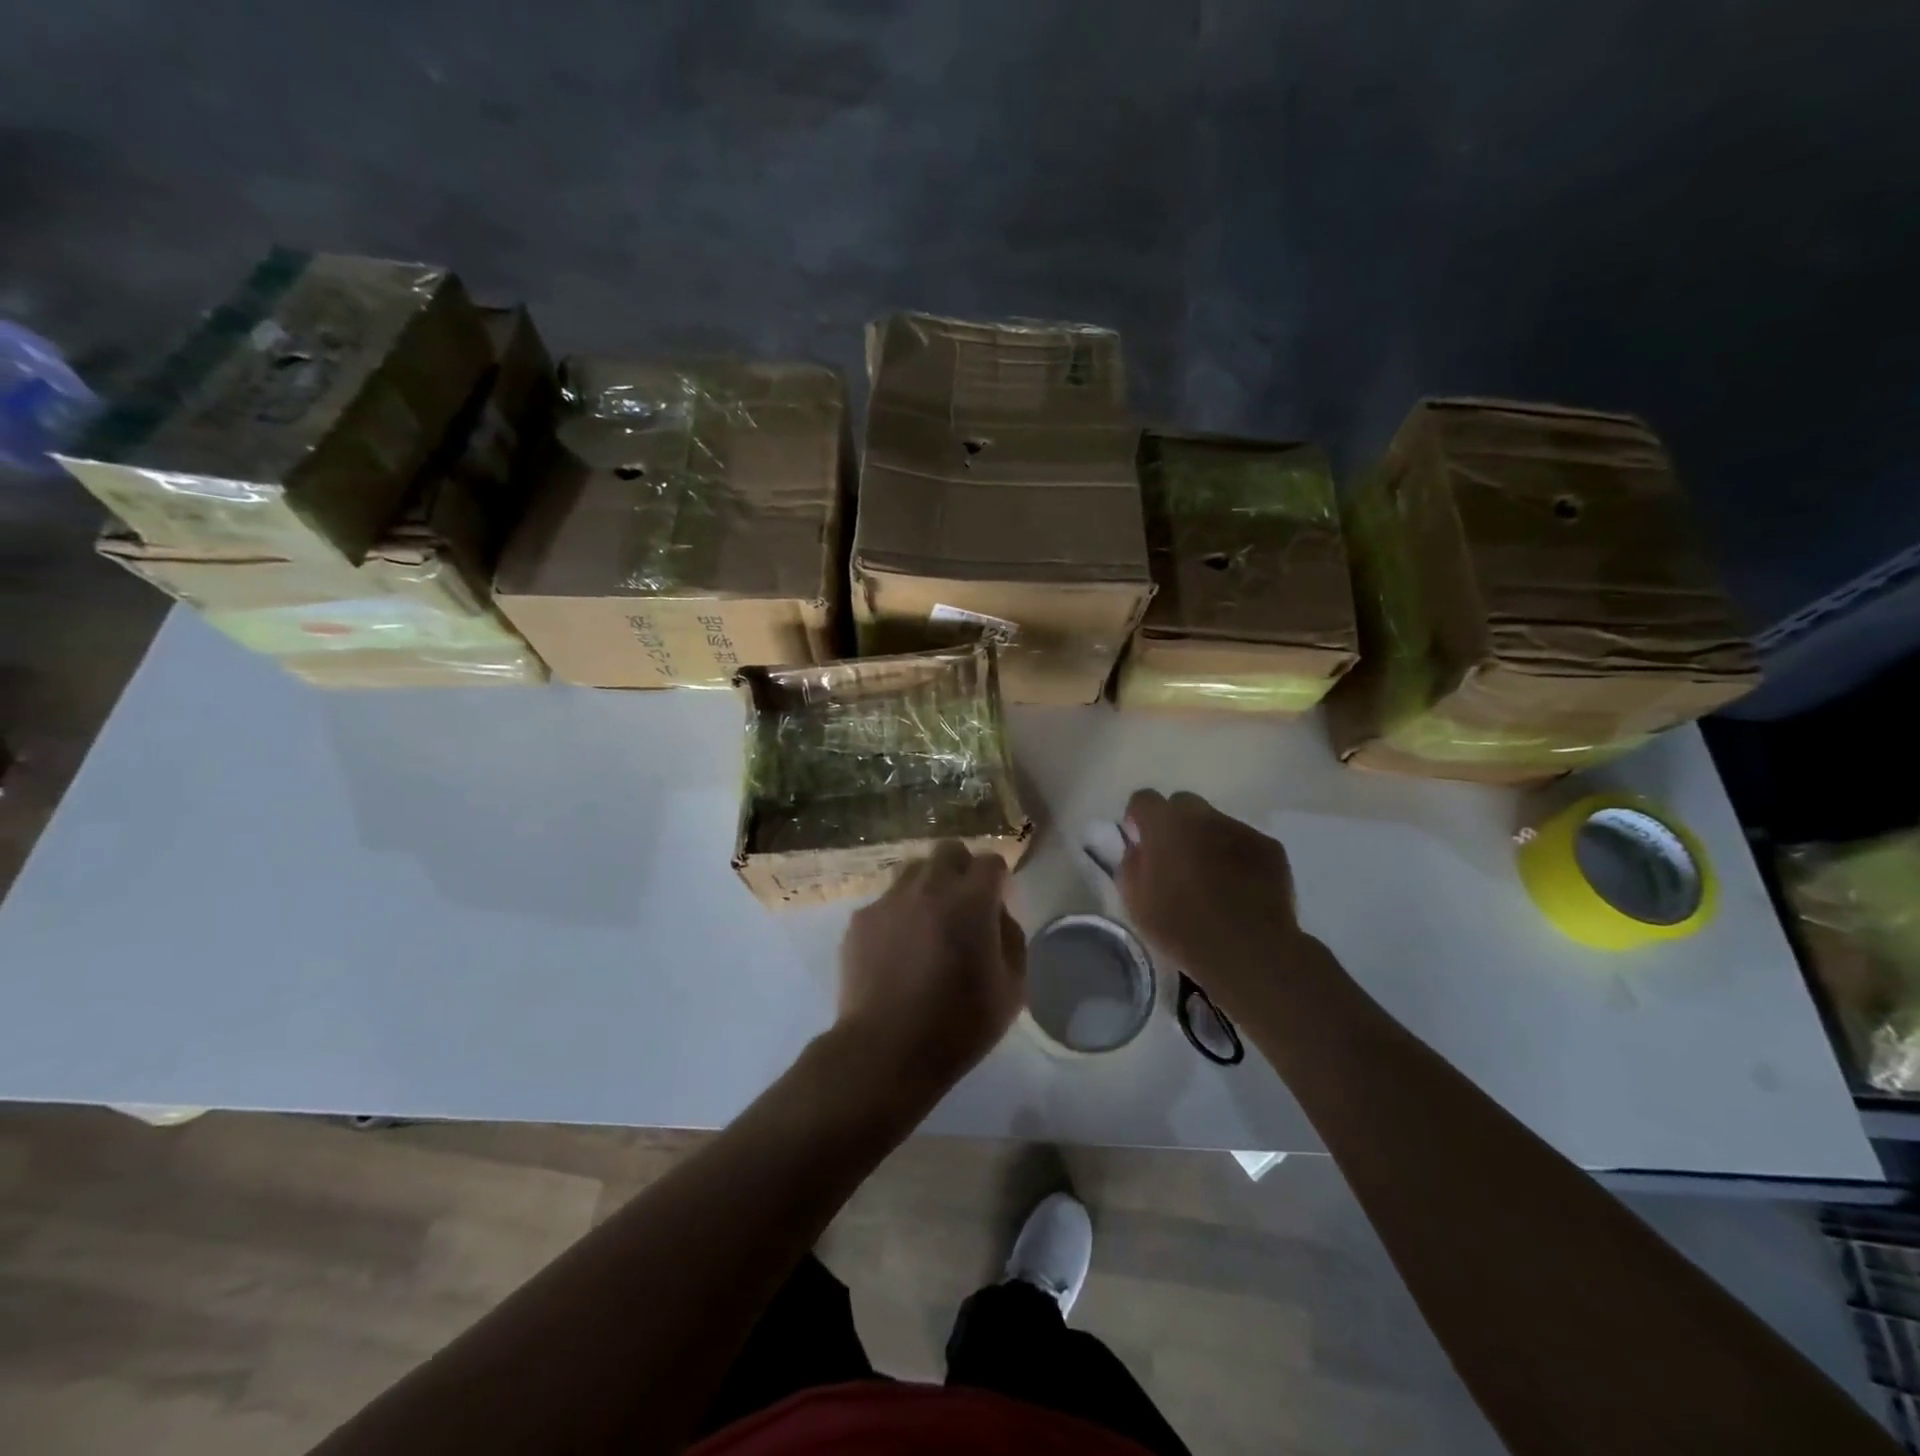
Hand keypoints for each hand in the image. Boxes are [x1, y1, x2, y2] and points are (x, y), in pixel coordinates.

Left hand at [836, 842, 1025, 1093]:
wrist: (885, 1049)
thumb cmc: (959, 1023)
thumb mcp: (1012, 989)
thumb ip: (1012, 939)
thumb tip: (997, 917)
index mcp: (972, 899)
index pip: (991, 861)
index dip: (998, 879)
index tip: (997, 903)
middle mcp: (930, 886)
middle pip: (949, 851)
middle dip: (961, 869)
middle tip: (963, 906)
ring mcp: (890, 899)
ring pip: (913, 870)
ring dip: (927, 886)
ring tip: (927, 923)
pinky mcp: (860, 919)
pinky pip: (885, 901)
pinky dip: (897, 914)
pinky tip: (896, 949)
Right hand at [1119, 789, 1318, 999]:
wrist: (1249, 951)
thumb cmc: (1183, 928)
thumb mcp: (1136, 902)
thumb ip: (1131, 864)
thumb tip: (1138, 848)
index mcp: (1165, 826)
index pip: (1143, 799)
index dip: (1139, 818)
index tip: (1141, 842)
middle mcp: (1203, 816)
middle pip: (1182, 803)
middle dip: (1175, 823)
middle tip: (1175, 858)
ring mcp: (1239, 829)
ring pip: (1215, 822)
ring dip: (1207, 839)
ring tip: (1212, 877)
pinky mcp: (1269, 847)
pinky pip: (1244, 841)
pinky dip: (1237, 856)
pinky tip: (1239, 886)